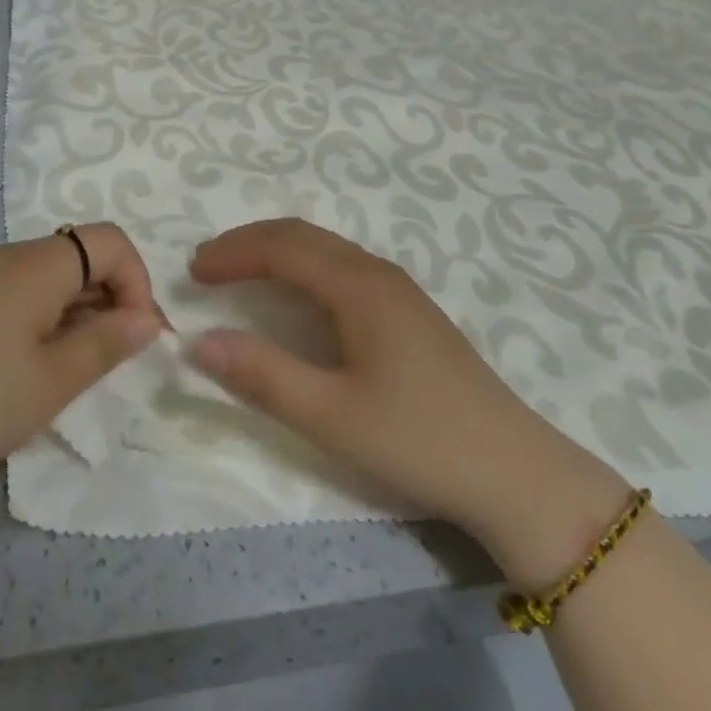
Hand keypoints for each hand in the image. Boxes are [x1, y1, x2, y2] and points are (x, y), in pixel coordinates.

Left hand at [0, 224, 160, 495]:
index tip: (139, 340)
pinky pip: (21, 296)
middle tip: (112, 364)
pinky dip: (45, 323)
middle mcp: (11, 257)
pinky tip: (28, 371)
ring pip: (52, 279)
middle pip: (82, 257)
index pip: (111, 242)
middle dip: (112, 301)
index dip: (138, 283)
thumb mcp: (50, 383)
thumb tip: (146, 319)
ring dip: (78, 316)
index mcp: (39, 265)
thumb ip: (105, 346)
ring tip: (71, 374)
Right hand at [188, 219, 627, 578]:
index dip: (233, 252)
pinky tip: (296, 299)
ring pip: (325, 250)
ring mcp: (399, 290)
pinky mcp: (410, 312)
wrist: (518, 473)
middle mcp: (378, 272)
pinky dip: (303, 270)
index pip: (282, 246)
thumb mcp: (331, 415)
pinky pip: (342, 268)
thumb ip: (262, 375)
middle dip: (250, 244)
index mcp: (359, 285)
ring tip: (240, 276)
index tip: (192, 272)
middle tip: (207, 267)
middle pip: (303, 236)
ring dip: (277, 254)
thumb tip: (197, 341)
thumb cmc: (419, 439)